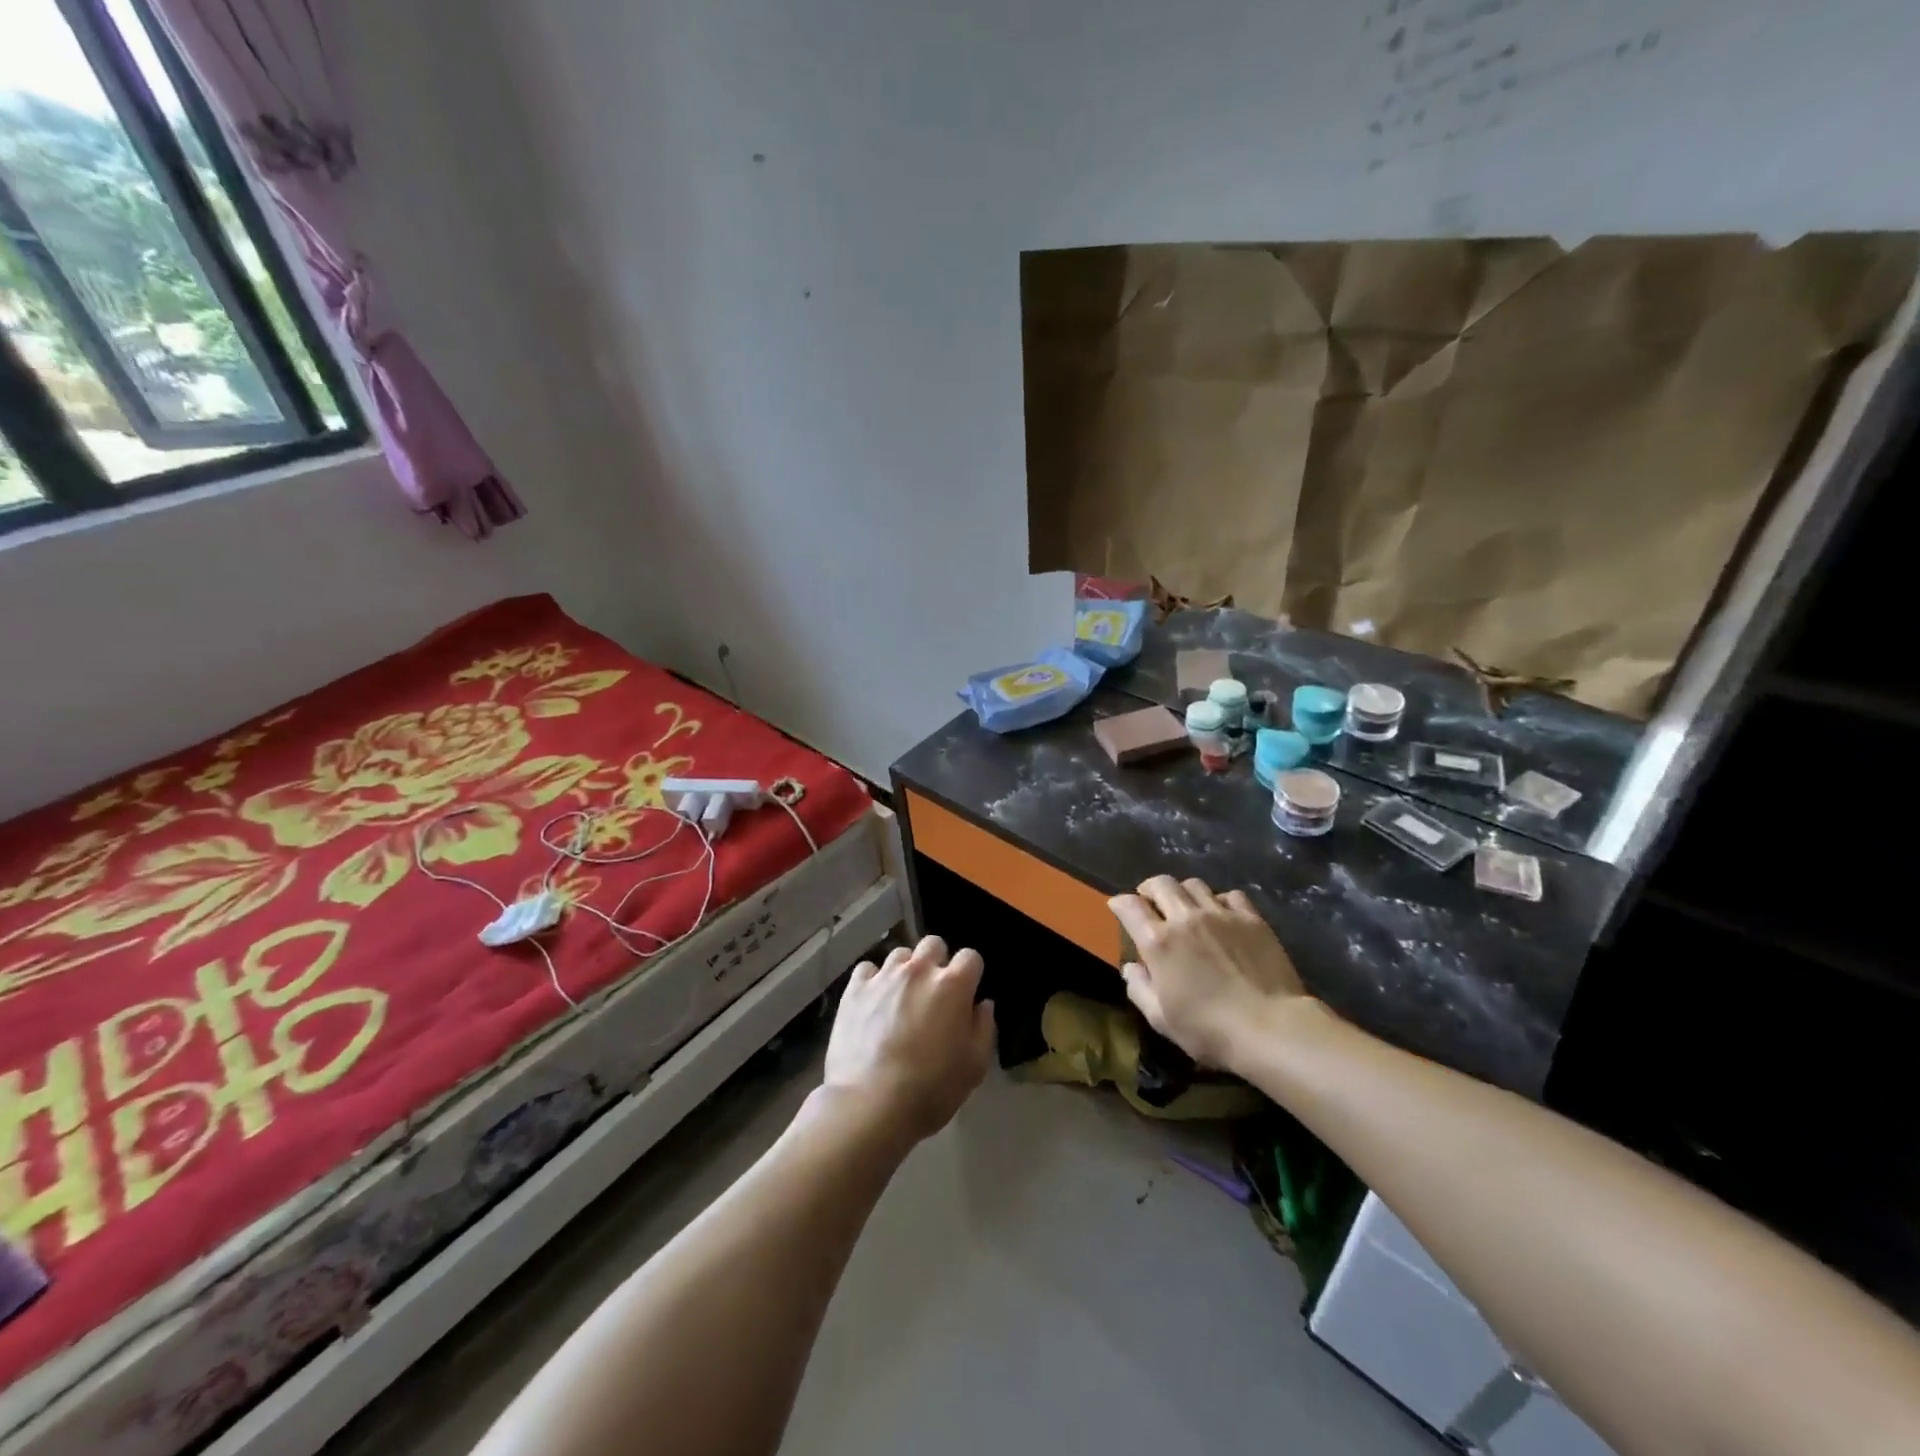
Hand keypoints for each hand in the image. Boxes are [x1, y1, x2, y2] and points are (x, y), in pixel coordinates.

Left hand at [825, 936, 994, 1144]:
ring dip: (906, 970)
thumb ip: (984, 1027)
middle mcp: (919, 970)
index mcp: (953, 985)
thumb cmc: (931, 1089)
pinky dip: (874, 980)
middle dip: (938, 961)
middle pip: (933, 944)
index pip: (971, 957)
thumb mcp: (974, 1066)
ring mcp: (884, 976)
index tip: (967, 994)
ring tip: (902, 997)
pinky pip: (868, 969)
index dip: (971, 974)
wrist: (871, 1104)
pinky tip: (874, 1002)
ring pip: (901, 954)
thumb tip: (982, 1004)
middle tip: (934, 992)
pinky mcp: (855, 989)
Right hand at [1109, 877, 1307, 1069]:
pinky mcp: (1251, 918)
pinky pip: (1230, 895)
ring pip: (1194, 884)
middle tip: (1150, 902)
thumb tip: (1131, 968)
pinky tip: (1222, 915)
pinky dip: (1219, 900)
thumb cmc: (1210, 1030)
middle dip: (1149, 889)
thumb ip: (1140, 989)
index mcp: (1158, 942)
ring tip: (1186, 906)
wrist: (1271, 1028)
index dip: (1119, 903)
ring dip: (1183, 892)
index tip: (1118, 907)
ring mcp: (1221, 914)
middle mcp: (1185, 918)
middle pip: (1161, 883)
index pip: (1130, 906)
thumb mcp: (1162, 1019)